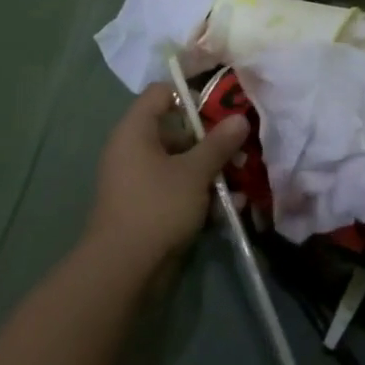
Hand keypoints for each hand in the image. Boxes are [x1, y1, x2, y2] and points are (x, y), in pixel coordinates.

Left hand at [85, 83, 248, 278]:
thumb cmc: (157, 207)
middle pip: (175, 130)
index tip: (221, 109)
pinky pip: (176, 189)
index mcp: (135, 130)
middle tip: (240, 149)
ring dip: (210, 171)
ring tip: (242, 181)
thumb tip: (239, 117)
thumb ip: (218, 144)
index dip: (191, 95)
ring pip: (180, 163)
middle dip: (210, 140)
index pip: (161, 93)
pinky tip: (229, 207)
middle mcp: (133, 149)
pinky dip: (199, 194)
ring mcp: (138, 180)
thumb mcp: (194, 172)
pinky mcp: (146, 207)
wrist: (122, 271)